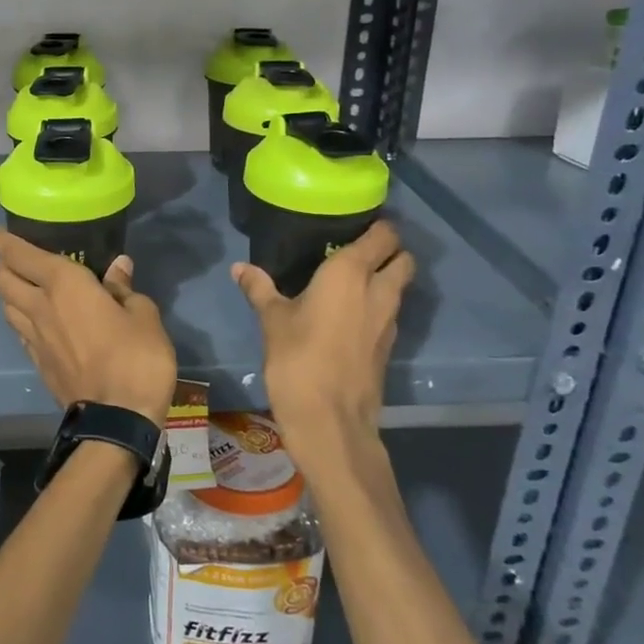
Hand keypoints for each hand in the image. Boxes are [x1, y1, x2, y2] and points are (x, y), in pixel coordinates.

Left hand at [0, 231, 177, 424]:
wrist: (116, 420)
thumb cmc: (136, 358)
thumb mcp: (143, 315)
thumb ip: (125, 289)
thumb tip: (118, 266)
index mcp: (64, 285)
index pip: (22, 255)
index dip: (6, 241)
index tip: (1, 232)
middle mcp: (40, 307)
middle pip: (4, 280)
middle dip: (3, 264)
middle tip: (13, 256)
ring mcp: (34, 338)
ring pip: (6, 306)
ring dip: (8, 292)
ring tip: (22, 286)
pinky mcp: (37, 363)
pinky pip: (19, 331)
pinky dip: (20, 318)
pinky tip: (34, 320)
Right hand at [233, 222, 414, 469]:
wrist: (329, 421)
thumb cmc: (298, 359)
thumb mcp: (272, 320)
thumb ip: (259, 289)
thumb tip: (240, 267)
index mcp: (351, 273)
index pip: (383, 235)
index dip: (376, 226)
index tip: (354, 223)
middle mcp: (379, 290)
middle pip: (403, 259)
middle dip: (389, 251)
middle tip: (356, 251)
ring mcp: (389, 322)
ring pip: (400, 287)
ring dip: (385, 279)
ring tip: (350, 281)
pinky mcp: (388, 347)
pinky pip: (389, 313)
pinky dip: (378, 306)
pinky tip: (350, 314)